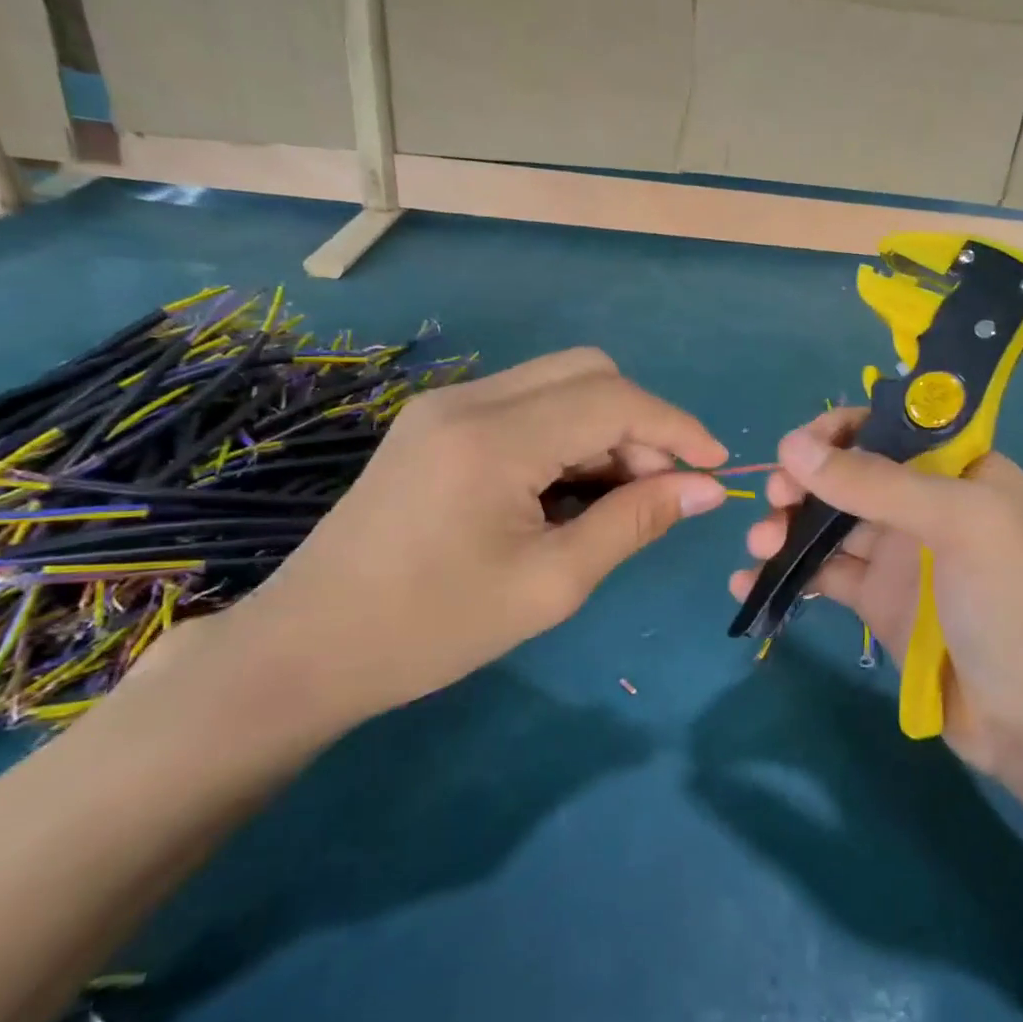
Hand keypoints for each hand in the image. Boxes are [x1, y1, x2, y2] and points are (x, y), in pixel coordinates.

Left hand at [232, 348, 727, 732]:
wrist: (306, 649)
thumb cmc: (432, 628)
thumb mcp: (551, 583)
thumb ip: (634, 522)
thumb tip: (705, 489)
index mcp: (494, 437)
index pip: (614, 400)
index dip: (677, 427)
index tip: (716, 467)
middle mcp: (470, 399)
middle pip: (589, 372)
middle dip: (642, 422)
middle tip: (661, 488)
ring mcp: (446, 406)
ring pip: (559, 384)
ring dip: (606, 429)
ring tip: (619, 498)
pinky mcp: (436, 423)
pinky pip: (527, 406)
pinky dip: (567, 436)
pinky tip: (569, 491)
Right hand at [730, 409, 1022, 774]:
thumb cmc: (1007, 601)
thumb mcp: (953, 523)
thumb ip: (874, 482)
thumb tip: (791, 445)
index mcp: (959, 470)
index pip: (891, 427)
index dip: (840, 430)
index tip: (798, 449)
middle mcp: (927, 504)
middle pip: (850, 474)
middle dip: (805, 480)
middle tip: (775, 498)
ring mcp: (900, 555)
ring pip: (829, 524)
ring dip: (787, 526)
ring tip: (758, 544)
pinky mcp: (877, 601)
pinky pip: (823, 574)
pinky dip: (787, 573)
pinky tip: (748, 581)